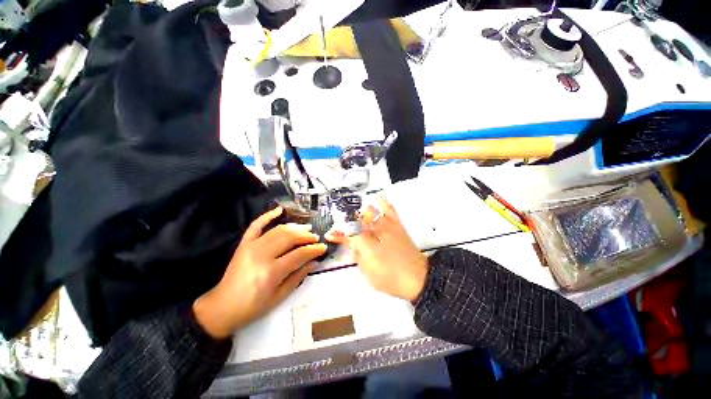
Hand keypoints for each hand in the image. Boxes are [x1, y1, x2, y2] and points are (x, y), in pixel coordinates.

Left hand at [193, 207, 326, 338]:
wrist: (222, 307)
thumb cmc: (253, 307)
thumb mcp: (280, 296)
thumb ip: (298, 277)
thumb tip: (314, 261)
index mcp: (271, 273)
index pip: (299, 254)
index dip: (314, 249)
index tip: (323, 247)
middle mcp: (261, 256)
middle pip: (289, 238)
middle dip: (306, 236)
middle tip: (315, 238)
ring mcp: (251, 247)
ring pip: (278, 230)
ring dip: (295, 227)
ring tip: (306, 230)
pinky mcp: (243, 244)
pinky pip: (256, 225)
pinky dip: (267, 215)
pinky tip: (279, 210)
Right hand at [328, 197, 428, 301]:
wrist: (418, 278)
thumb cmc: (391, 279)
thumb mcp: (368, 273)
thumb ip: (357, 257)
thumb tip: (352, 247)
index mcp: (366, 245)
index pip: (347, 234)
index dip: (338, 233)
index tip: (331, 234)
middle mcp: (375, 232)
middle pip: (357, 221)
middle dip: (347, 222)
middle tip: (343, 227)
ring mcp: (387, 227)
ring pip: (371, 212)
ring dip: (360, 213)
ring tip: (356, 215)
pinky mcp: (398, 226)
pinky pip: (390, 210)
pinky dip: (384, 202)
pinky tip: (380, 197)